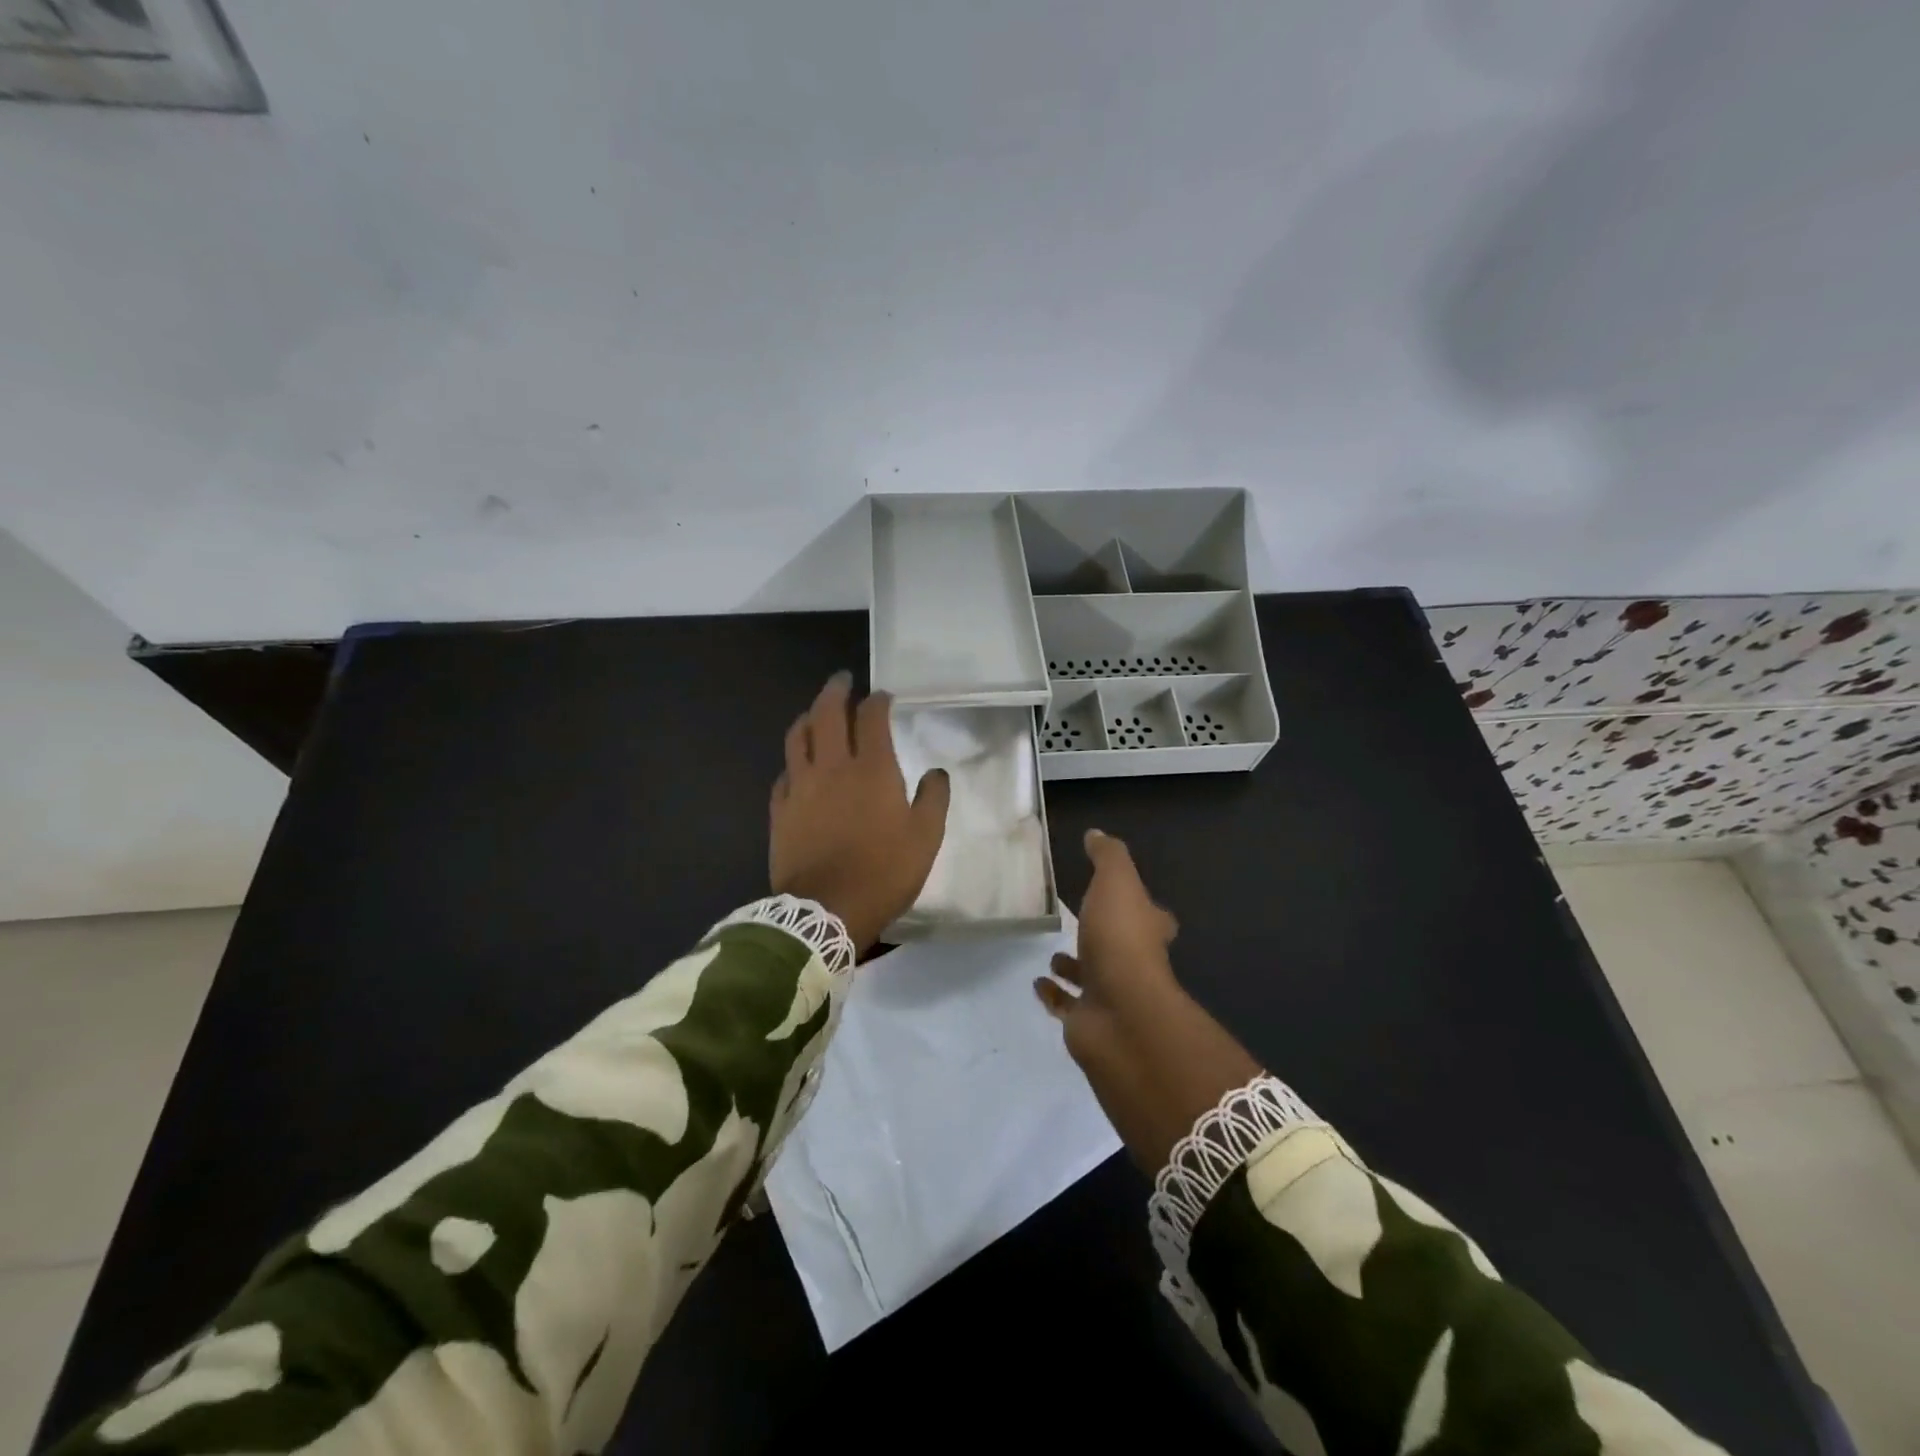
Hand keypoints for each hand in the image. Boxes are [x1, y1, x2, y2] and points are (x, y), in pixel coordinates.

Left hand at [769, 672, 950, 952]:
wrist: (825, 911)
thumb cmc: (883, 872)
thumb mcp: (926, 838)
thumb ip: (933, 799)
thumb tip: (936, 772)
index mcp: (872, 769)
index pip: (872, 718)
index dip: (877, 701)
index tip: (883, 696)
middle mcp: (832, 767)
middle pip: (827, 714)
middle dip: (836, 691)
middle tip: (843, 681)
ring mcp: (800, 787)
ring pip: (797, 737)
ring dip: (808, 717)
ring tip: (816, 712)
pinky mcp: (780, 810)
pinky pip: (783, 774)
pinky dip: (793, 760)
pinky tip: (798, 764)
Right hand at [1037, 829, 1260, 1173]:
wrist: (1120, 1013)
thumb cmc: (1121, 939)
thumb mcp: (1116, 882)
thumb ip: (1108, 857)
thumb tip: (1097, 834)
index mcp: (1147, 930)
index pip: (1151, 915)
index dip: (1139, 906)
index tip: (1121, 896)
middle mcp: (1134, 963)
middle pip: (1120, 947)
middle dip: (1101, 937)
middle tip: (1075, 924)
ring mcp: (1111, 995)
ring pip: (1091, 977)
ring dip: (1074, 967)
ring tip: (1051, 955)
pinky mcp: (1087, 1021)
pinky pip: (1067, 1005)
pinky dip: (1054, 995)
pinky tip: (1038, 982)